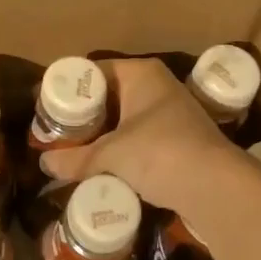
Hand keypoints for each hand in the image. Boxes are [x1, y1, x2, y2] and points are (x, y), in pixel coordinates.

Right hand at [42, 57, 239, 210]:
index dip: (69, 88)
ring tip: (72, 150)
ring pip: (125, 119)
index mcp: (140, 74)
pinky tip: (103, 166)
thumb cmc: (160, 153)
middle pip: (109, 95)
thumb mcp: (110, 155)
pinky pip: (139, 138)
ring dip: (102, 134)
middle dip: (84, 115)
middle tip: (55, 131)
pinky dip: (121, 149)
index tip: (46, 107)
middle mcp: (157, 86)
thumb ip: (75, 159)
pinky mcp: (179, 140)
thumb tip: (44, 164)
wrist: (217, 188)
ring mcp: (172, 113)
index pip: (94, 71)